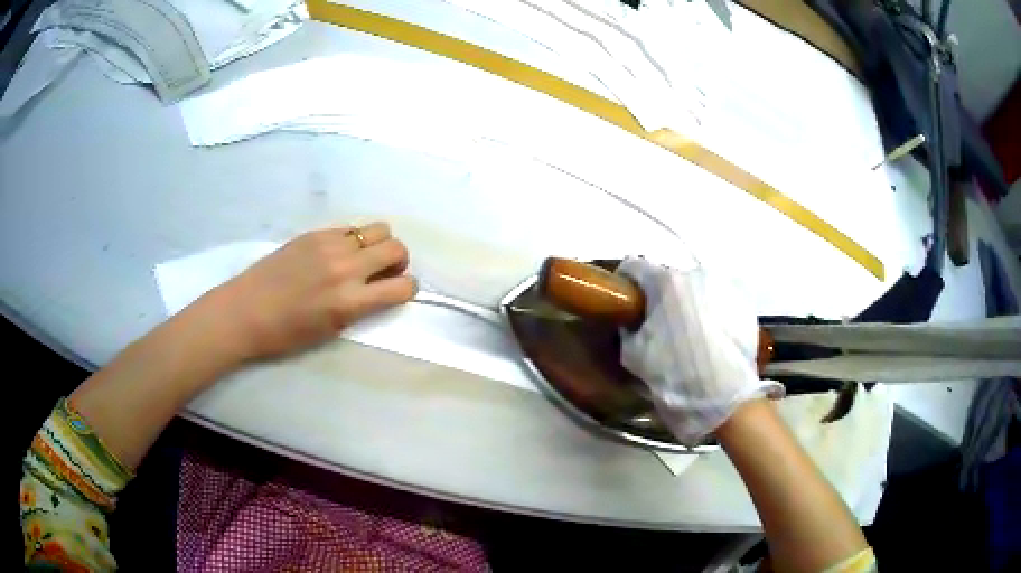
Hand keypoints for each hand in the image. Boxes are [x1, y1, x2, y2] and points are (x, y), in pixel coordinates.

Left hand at [206, 223, 416, 360]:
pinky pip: (350, 228)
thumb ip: (361, 307)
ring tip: (363, 258)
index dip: (407, 289)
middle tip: (383, 272)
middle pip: (397, 248)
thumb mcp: (331, 330)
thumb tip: (380, 289)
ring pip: (378, 230)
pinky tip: (337, 253)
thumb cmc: (286, 334)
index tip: (398, 291)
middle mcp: (345, 268)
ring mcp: (329, 245)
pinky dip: (354, 240)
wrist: (245, 311)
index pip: (402, 286)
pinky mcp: (314, 233)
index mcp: (349, 302)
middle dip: (398, 262)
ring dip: (379, 245)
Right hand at [617, 257, 782, 445]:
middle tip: (661, 323)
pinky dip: (714, 309)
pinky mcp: (745, 299)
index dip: (626, 281)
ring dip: (690, 302)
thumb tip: (632, 321)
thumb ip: (628, 328)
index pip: (635, 266)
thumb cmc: (673, 374)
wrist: (723, 397)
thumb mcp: (634, 355)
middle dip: (663, 296)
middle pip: (670, 277)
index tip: (626, 299)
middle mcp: (695, 273)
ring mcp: (724, 283)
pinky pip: (721, 297)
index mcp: (664, 282)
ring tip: (692, 332)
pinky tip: (714, 334)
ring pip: (698, 286)